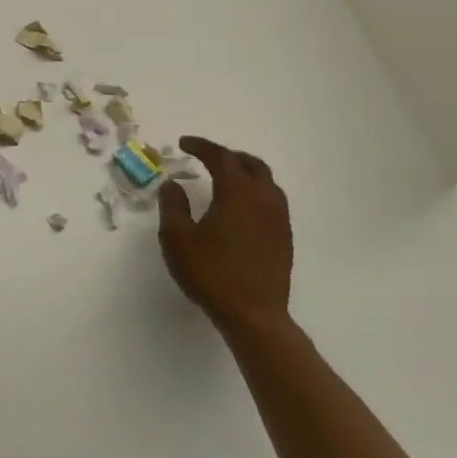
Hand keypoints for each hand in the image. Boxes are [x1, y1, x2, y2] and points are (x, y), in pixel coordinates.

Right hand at [158, 136, 293, 338]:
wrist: (253, 314)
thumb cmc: (211, 273)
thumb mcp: (177, 238)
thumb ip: (172, 206)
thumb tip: (172, 185)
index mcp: (237, 192)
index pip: (221, 156)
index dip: (201, 146)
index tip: (183, 143)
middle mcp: (263, 197)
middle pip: (250, 163)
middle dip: (227, 155)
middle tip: (205, 158)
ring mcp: (279, 218)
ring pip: (265, 181)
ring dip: (244, 172)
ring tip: (224, 178)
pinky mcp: (284, 236)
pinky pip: (271, 200)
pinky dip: (254, 191)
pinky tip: (240, 208)